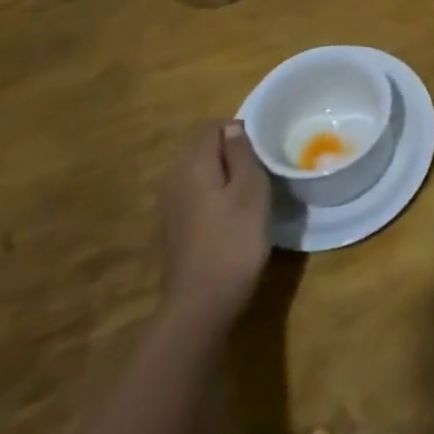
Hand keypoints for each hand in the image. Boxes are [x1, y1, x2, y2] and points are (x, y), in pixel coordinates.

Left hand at [159, 121, 271, 330]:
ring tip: (251, 196)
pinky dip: (214, 199)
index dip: (240, 132)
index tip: (263, 152)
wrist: (200, 305)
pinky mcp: (174, 230)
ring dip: (225, 178)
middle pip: (205, 150)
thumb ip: (242, 153)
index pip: (214, 127)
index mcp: (193, 163)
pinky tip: (232, 220)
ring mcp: (170, 207)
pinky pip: (197, 198)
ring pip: (202, 175)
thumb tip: (233, 127)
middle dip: (233, 155)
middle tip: (262, 173)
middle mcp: (174, 179)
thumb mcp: (251, 189)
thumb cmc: (234, 240)